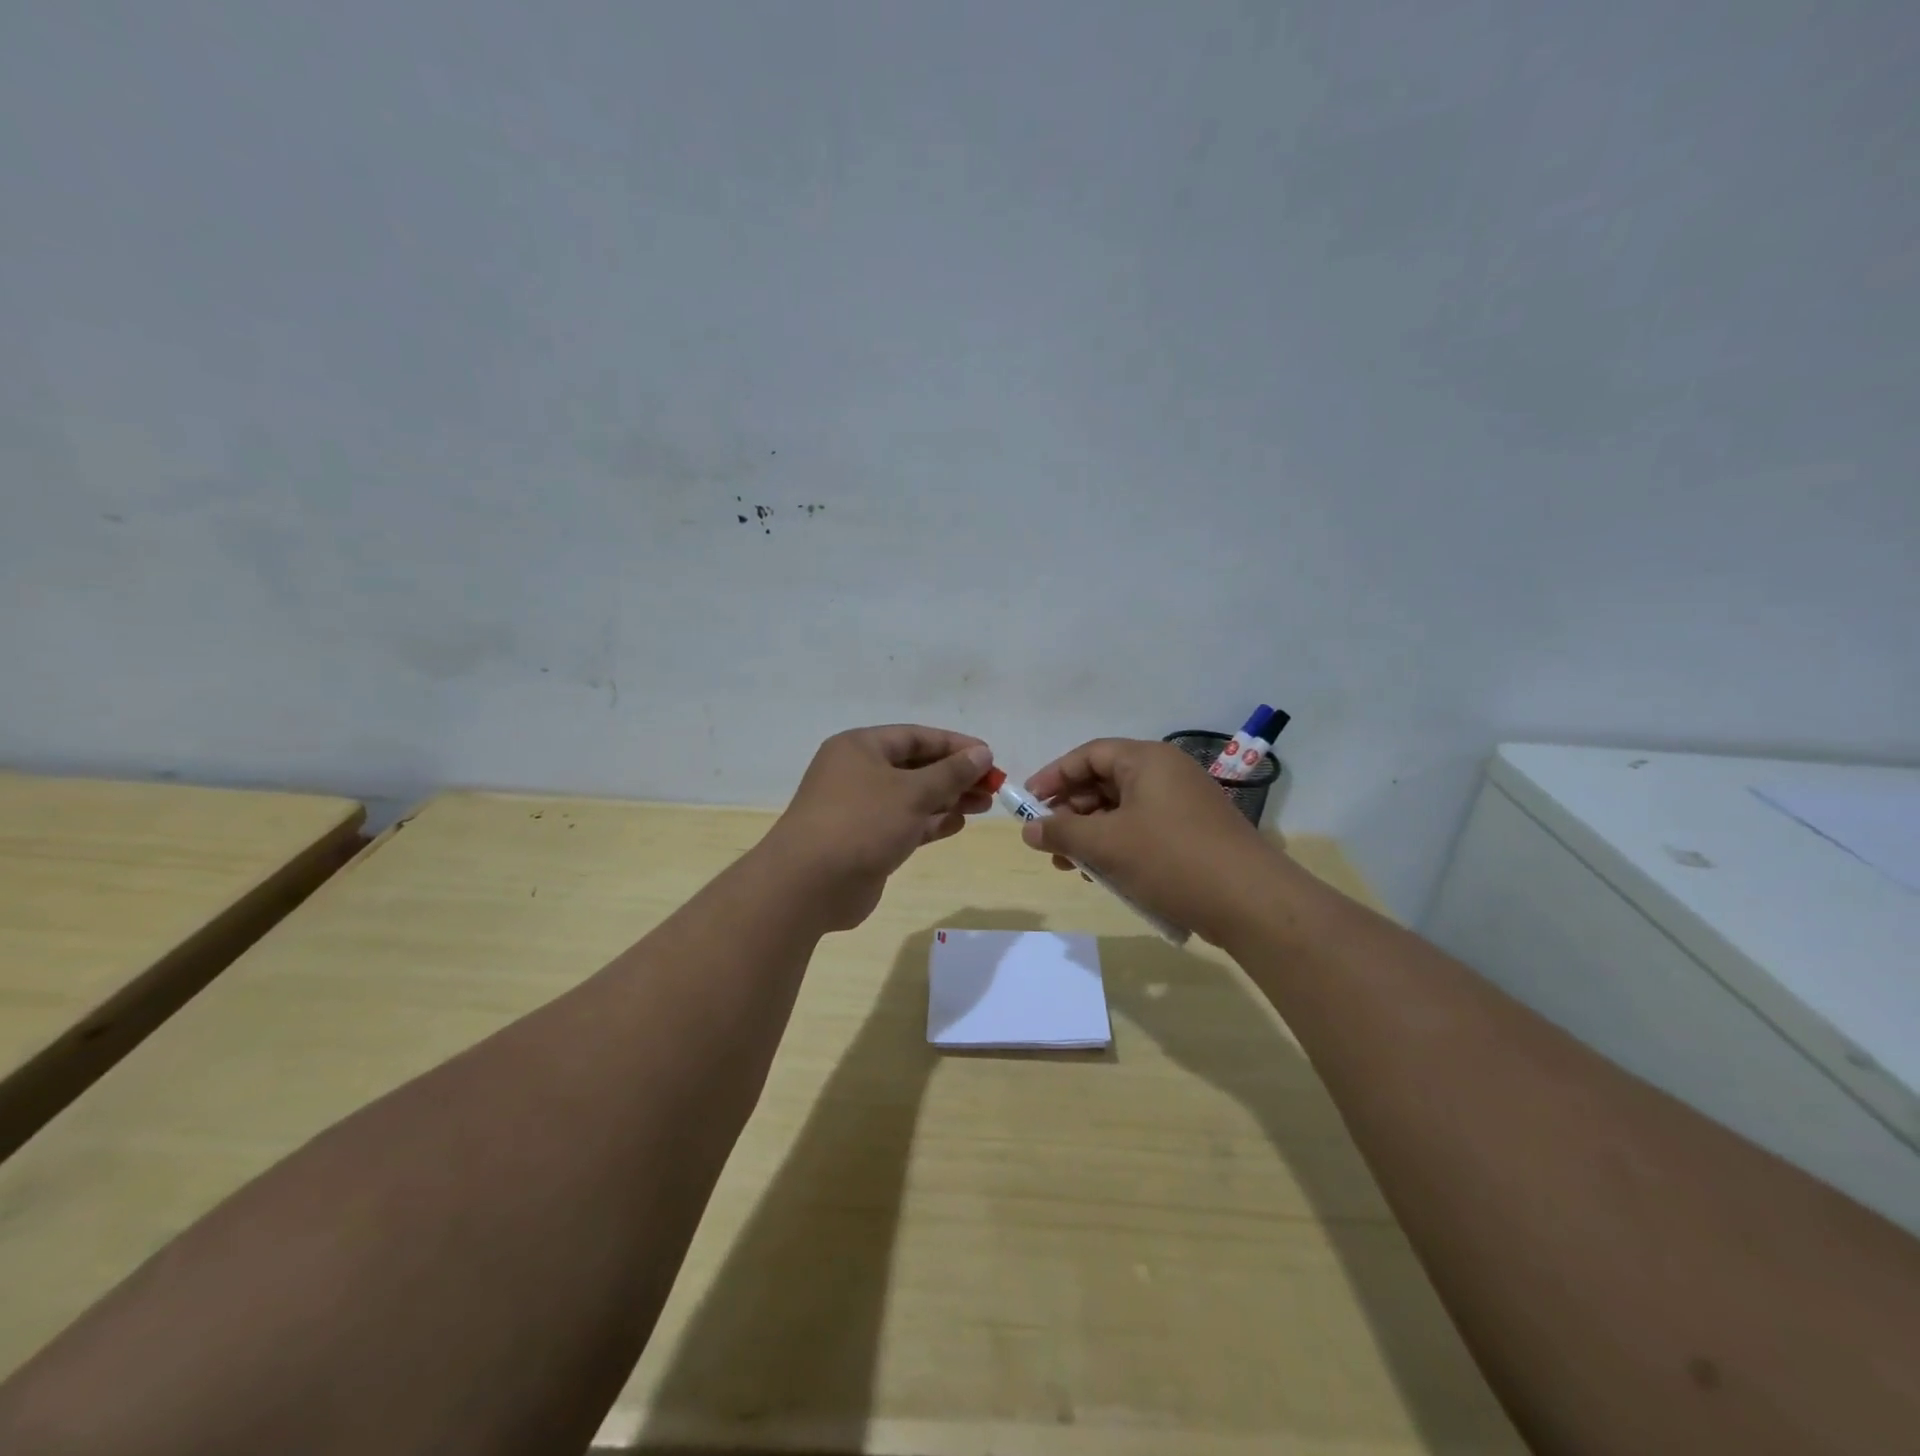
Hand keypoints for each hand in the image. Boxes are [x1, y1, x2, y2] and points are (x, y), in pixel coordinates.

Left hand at [761, 725, 995, 930]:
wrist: (809, 884)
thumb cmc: (862, 823)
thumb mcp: (912, 792)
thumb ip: (950, 773)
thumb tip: (981, 754)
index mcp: (860, 748)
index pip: (916, 737)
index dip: (955, 745)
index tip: (989, 757)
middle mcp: (857, 773)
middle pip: (916, 767)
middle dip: (955, 776)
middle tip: (992, 786)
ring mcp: (860, 809)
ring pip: (912, 797)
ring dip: (947, 800)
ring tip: (984, 806)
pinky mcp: (865, 840)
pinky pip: (904, 824)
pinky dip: (930, 823)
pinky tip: (958, 824)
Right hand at [1021, 738, 1284, 945]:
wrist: (1252, 903)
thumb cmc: (1171, 859)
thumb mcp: (1106, 844)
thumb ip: (1061, 832)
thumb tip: (1028, 829)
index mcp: (1148, 760)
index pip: (1089, 754)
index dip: (1054, 776)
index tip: (1027, 803)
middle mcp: (1167, 773)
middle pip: (1105, 782)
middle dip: (1071, 812)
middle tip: (1048, 841)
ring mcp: (1184, 804)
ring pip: (1123, 811)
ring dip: (1092, 835)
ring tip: (1071, 866)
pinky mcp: (1194, 834)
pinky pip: (1144, 831)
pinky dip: (1119, 847)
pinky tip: (1105, 876)